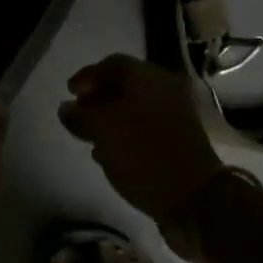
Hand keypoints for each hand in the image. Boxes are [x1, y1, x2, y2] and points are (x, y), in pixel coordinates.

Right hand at [58, 54, 223, 236]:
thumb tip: (67, 108)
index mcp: (149, 78)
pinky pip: (144, 130)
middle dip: (97, 99)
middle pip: (124, 86)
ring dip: (109, 120)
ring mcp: (175, 118)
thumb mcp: (103, 130)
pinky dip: (125, 136)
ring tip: (89, 138)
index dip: (87, 76)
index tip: (68, 94)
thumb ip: (80, 115)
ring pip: (134, 109)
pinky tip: (109, 155)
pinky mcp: (178, 143)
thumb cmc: (143, 153)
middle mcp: (165, 91)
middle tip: (77, 117)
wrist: (194, 198)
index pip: (112, 64)